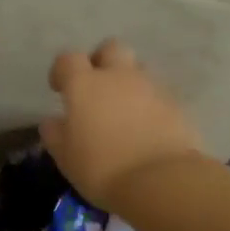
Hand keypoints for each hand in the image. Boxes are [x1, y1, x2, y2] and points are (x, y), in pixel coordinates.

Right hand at [40, 39, 205, 210]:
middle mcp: (118, 76)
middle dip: (102, 61)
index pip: (68, 59)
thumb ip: (55, 133)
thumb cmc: (102, 168)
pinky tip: (146, 127)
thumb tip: (53, 121)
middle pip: (111, 49)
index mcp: (84, 84)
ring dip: (128, 82)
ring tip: (124, 109)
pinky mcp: (176, 105)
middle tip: (96, 87)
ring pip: (138, 69)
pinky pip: (158, 94)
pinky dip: (150, 104)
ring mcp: (151, 87)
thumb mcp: (65, 157)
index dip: (61, 70)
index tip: (59, 88)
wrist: (161, 181)